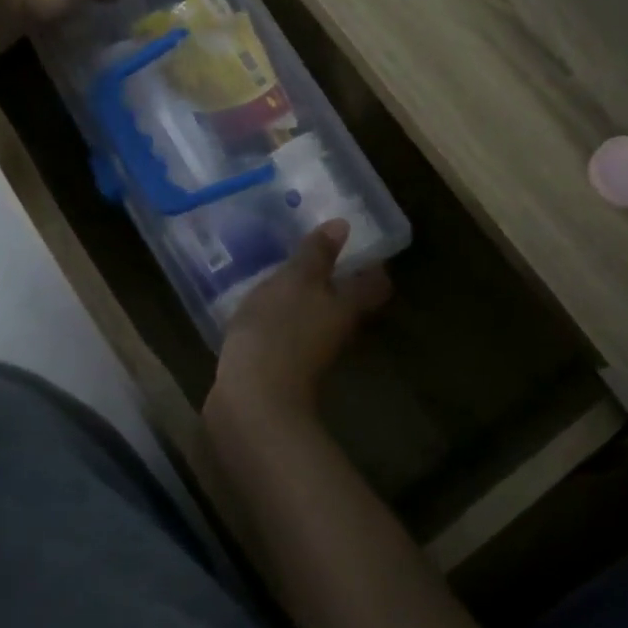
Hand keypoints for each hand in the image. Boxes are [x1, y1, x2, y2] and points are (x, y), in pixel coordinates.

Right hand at [209, 220, 391, 425]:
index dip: (372, 264)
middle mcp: (337, 331)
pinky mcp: (282, 366)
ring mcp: (311, 353)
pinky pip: (288, 333)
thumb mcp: (295, 281)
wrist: (252, 401)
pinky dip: (280, 318)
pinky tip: (258, 304)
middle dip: (333, 277)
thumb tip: (344, 226)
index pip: (375, 284)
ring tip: (281, 270)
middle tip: (312, 249)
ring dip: (304, 298)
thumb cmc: (279, 330)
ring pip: (316, 317)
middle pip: (346, 302)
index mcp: (348, 307)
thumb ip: (317, 254)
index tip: (357, 242)